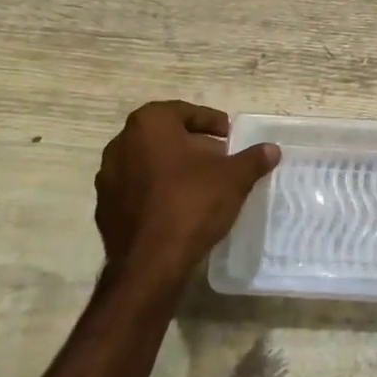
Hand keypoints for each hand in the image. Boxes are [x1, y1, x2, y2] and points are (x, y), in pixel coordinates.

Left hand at [94, 101, 278, 287]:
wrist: (150, 264)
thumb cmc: (192, 204)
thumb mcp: (234, 178)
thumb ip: (253, 159)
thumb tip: (271, 149)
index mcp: (149, 125)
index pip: (184, 112)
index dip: (210, 122)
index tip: (228, 136)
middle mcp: (121, 144)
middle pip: (164, 135)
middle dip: (192, 144)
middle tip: (218, 158)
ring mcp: (107, 178)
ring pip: (148, 162)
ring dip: (173, 167)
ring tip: (201, 183)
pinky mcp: (104, 208)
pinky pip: (137, 189)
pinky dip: (157, 191)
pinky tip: (178, 207)